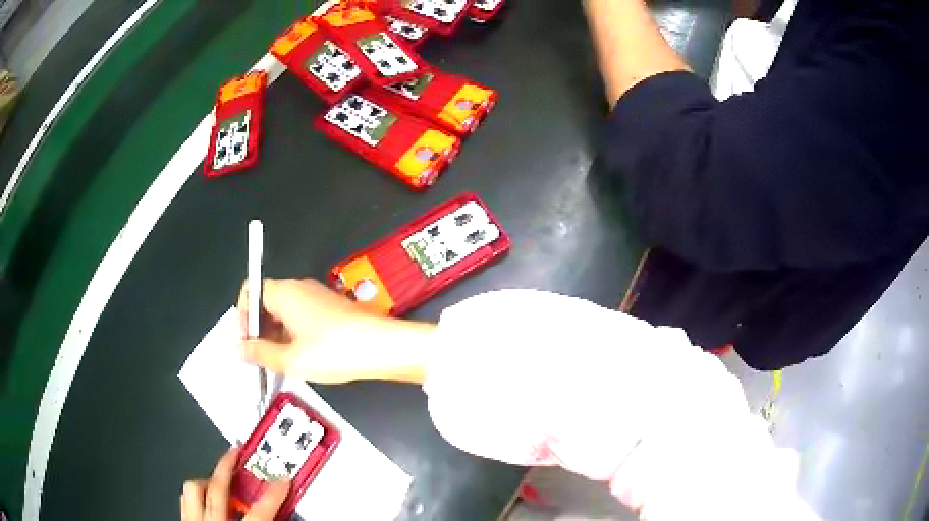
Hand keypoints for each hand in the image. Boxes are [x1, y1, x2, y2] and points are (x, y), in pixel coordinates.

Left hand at [180, 448, 289, 520]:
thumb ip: (270, 520)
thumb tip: (284, 511)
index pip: (260, 511)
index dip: (274, 492)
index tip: (284, 477)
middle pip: (218, 488)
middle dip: (229, 466)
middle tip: (239, 452)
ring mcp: (193, 520)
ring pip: (193, 489)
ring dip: (208, 479)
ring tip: (220, 476)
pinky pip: (184, 500)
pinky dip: (194, 494)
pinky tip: (203, 495)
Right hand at [237, 278, 433, 383]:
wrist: (381, 346)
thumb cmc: (334, 350)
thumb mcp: (290, 359)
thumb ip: (259, 353)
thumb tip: (239, 349)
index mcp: (285, 292)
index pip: (251, 291)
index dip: (242, 315)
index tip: (246, 340)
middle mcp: (300, 287)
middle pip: (267, 301)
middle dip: (259, 328)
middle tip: (260, 355)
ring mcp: (318, 295)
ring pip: (285, 310)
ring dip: (276, 333)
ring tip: (280, 360)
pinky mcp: (332, 307)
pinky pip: (303, 315)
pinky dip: (294, 332)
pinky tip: (301, 355)